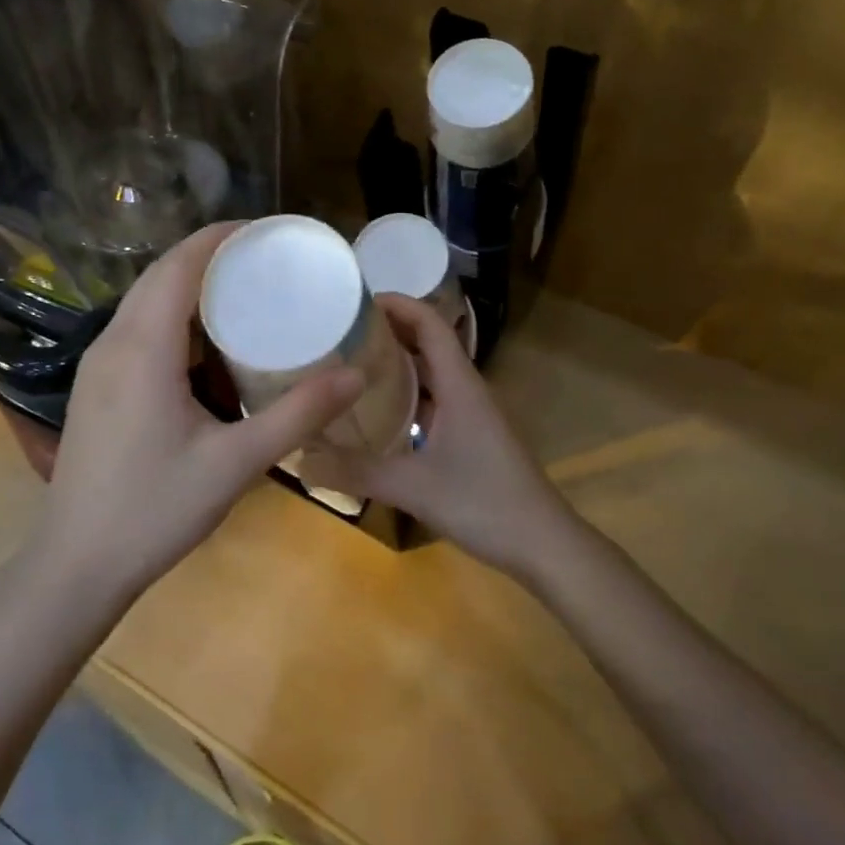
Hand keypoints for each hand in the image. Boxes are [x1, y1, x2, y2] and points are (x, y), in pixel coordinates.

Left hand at [33, 223, 364, 597]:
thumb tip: (356, 374)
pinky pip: (137, 327)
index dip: (221, 237)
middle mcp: (113, 342)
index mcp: (143, 348)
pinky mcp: (95, 386)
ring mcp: (98, 365)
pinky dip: (173, 315)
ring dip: (189, 285)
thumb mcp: (236, 463)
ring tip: (244, 291)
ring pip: (145, 301)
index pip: (179, 265)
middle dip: (211, 256)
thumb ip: (298, 415)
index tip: (268, 232)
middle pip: (161, 275)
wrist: (76, 564)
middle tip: (267, 260)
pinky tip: (205, 343)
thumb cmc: (155, 510)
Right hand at [301, 294, 573, 578]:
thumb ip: (357, 472)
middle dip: (389, 330)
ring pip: (432, 373)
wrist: (544, 544)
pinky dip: (408, 394)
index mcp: (460, 385)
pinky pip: (435, 400)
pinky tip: (380, 413)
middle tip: (342, 332)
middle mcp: (467, 389)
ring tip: (352, 364)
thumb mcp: (414, 487)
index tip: (356, 300)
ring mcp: (472, 414)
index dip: (398, 304)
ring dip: (398, 362)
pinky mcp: (472, 437)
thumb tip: (300, 459)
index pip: (430, 323)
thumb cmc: (485, 502)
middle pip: (429, 342)